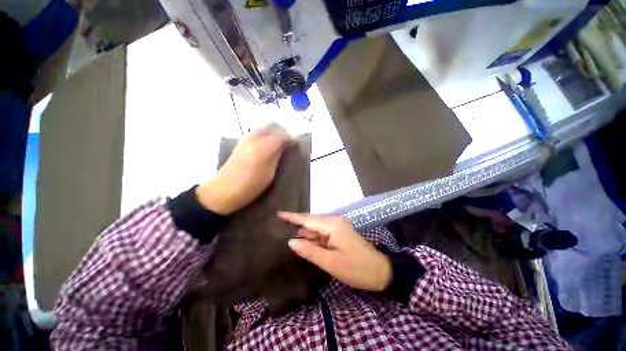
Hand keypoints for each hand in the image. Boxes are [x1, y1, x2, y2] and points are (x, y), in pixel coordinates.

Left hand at [196, 130, 290, 214]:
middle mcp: (253, 140)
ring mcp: (244, 141)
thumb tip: (285, 146)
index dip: (290, 137)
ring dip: (272, 132)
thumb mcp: (269, 174)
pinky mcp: (239, 144)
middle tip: (288, 141)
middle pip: (270, 127)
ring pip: (262, 129)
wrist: (223, 191)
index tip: (296, 142)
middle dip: (281, 131)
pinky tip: (267, 144)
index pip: (280, 136)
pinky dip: (264, 135)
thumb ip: (277, 157)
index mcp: (262, 149)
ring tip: (279, 142)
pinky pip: (255, 134)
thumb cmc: (250, 186)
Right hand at [278, 212, 391, 291]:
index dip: (292, 217)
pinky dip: (313, 237)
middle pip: (311, 221)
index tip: (279, 214)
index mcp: (333, 225)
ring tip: (287, 233)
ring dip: (304, 232)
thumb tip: (290, 241)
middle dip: (296, 224)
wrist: (381, 272)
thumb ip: (310, 251)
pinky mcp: (340, 233)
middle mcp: (335, 221)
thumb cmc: (357, 269)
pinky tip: (304, 241)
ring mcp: (338, 226)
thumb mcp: (331, 263)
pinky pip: (322, 233)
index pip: (308, 220)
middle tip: (279, 225)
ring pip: (316, 228)